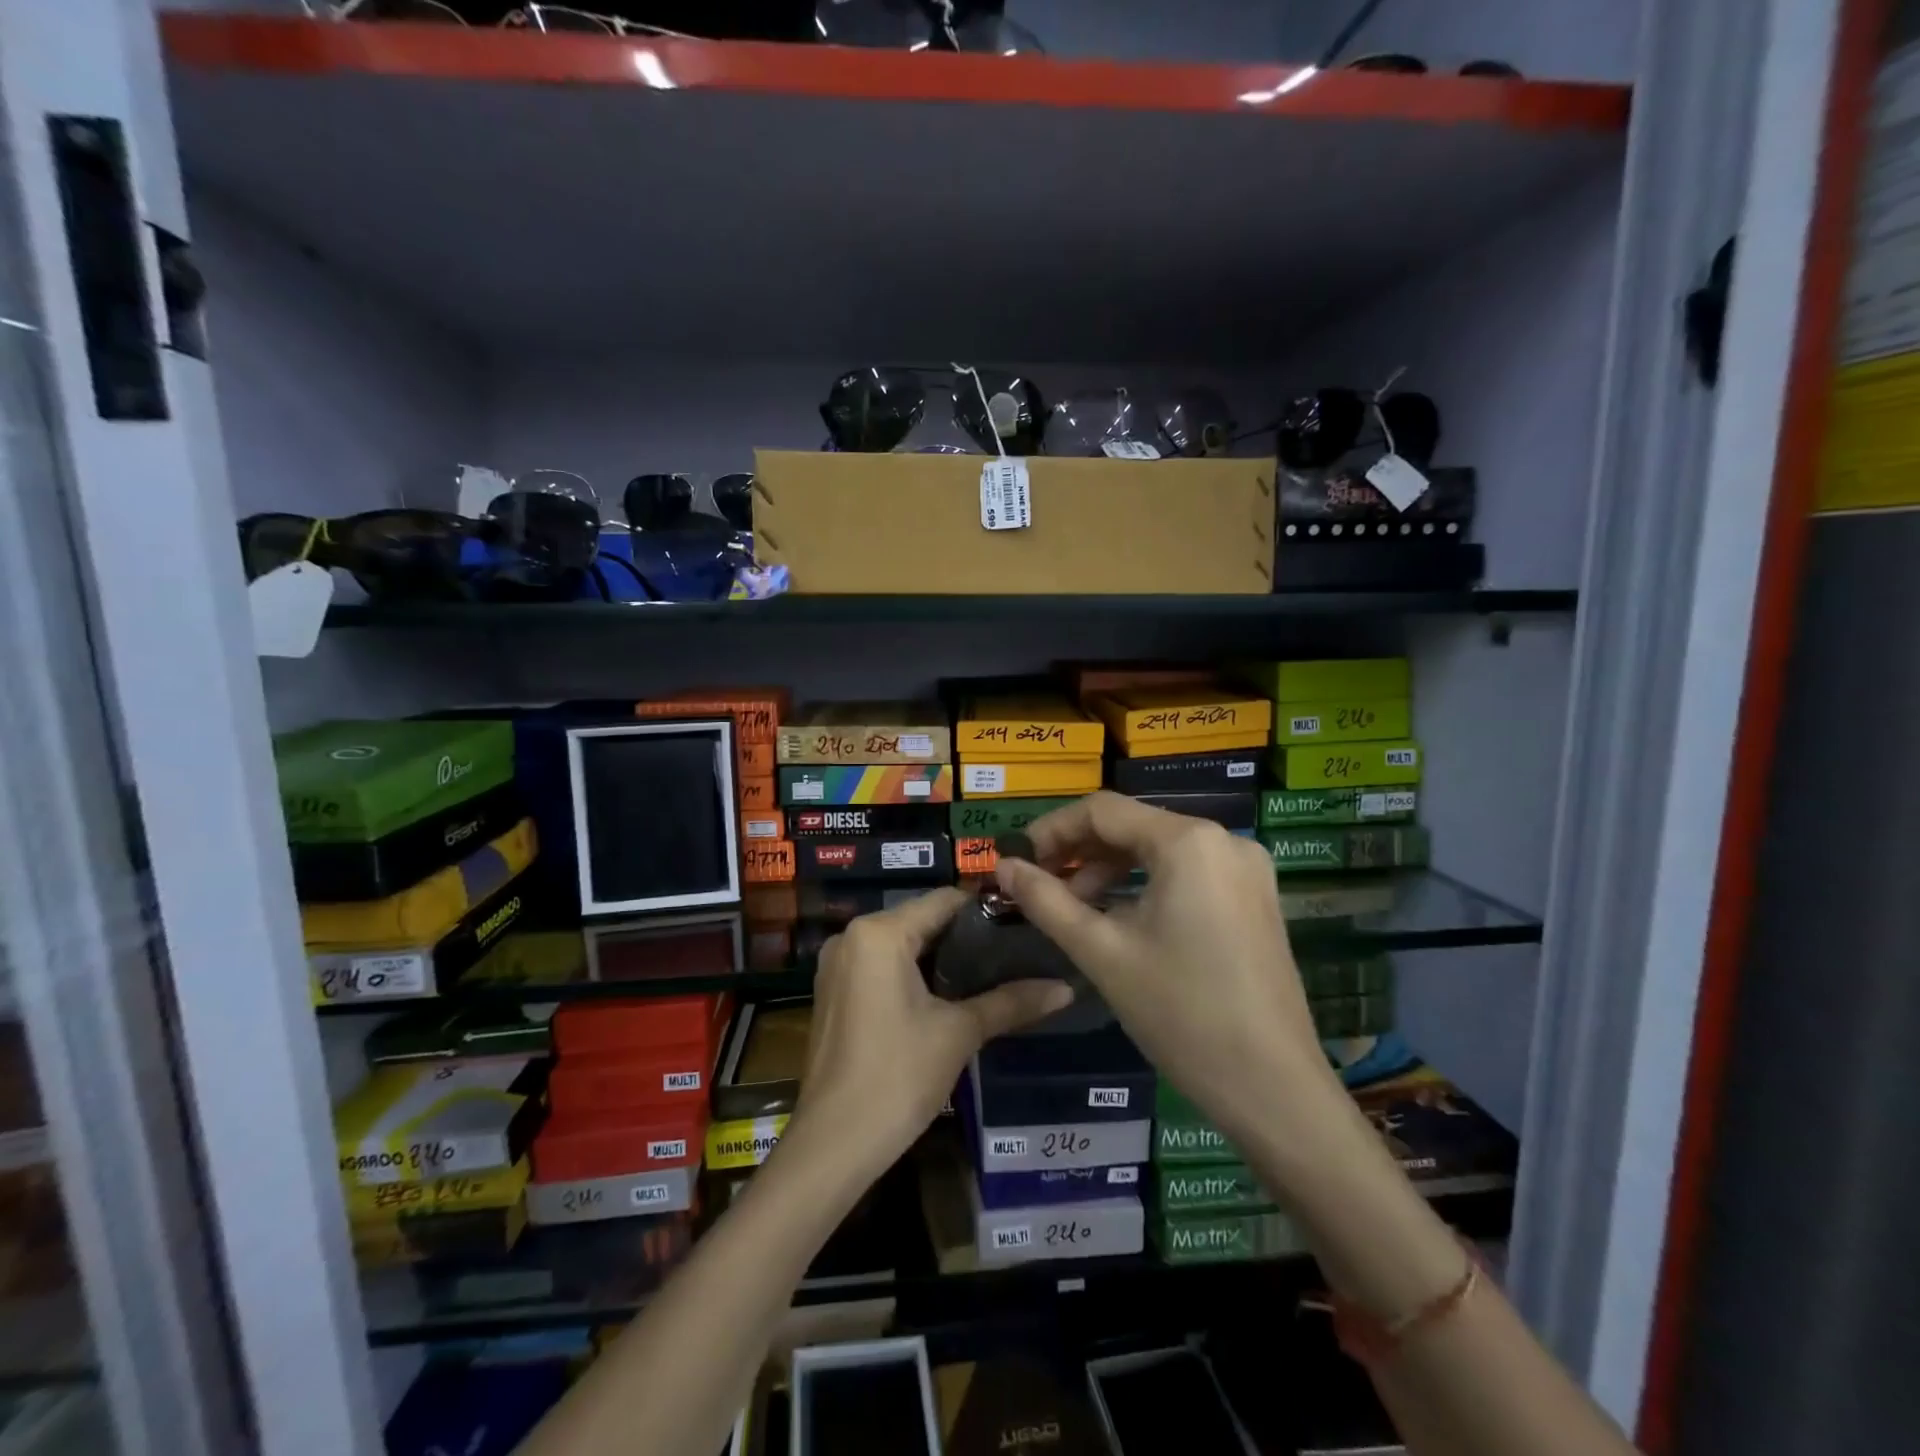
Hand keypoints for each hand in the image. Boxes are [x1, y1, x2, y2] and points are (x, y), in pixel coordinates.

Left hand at [792, 887, 1073, 1178]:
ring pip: (901, 944)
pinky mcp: (833, 991)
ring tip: (991, 974)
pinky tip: (948, 996)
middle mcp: (852, 936)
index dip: (986, 911)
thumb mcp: (959, 1033)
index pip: (944, 901)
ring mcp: (837, 964)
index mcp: (880, 933)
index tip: (1023, 926)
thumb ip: (1011, 1002)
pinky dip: (913, 974)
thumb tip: (1066, 988)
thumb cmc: (897, 1076)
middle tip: (1014, 954)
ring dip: (941, 957)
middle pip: (922, 920)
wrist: (833, 1144)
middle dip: (966, 937)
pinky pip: (881, 966)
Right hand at [994, 792, 1346, 1150]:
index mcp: (1187, 841)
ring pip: (1159, 849)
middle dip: (1080, 852)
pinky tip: (1119, 916)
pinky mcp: (1254, 897)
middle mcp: (1223, 839)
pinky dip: (1145, 883)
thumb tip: (1003, 866)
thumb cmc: (1180, 1012)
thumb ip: (1046, 900)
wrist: (1273, 1088)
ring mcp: (1245, 869)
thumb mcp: (1101, 952)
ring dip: (1110, 869)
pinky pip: (1187, 872)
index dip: (1051, 830)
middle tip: (1038, 885)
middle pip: (1132, 826)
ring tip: (1073, 906)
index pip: (1102, 811)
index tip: (1016, 861)